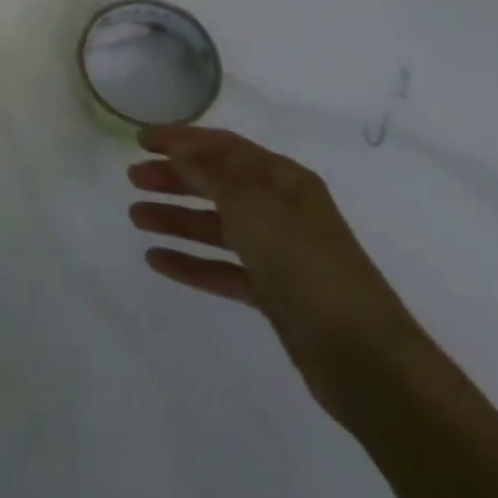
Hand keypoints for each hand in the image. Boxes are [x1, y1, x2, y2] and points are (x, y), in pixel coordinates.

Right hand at [128, 125, 426, 418]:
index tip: (140, 140)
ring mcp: (277, 253)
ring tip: (135, 217)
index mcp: (283, 180)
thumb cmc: (304, 263)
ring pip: (215, 226)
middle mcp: (280, 210)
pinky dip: (190, 262)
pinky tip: (156, 260)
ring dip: (176, 218)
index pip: (223, 146)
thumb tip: (179, 150)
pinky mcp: (273, 294)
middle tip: (132, 178)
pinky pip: (221, 268)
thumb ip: (208, 173)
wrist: (364, 358)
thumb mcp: (250, 205)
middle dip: (174, 178)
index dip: (181, 139)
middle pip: (217, 183)